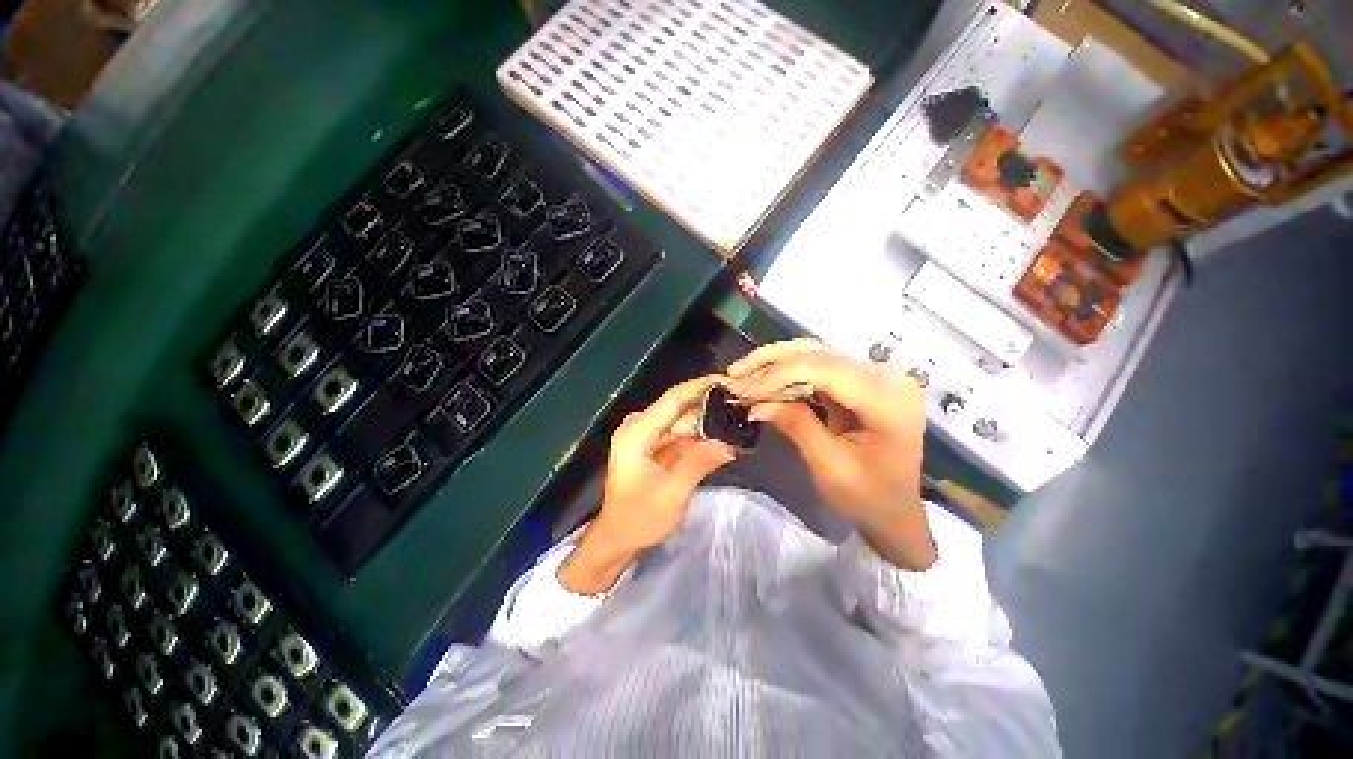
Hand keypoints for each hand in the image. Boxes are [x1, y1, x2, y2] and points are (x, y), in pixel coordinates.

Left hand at [558, 375, 736, 593]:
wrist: (618, 538)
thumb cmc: (638, 519)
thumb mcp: (671, 495)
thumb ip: (698, 464)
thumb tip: (729, 442)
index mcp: (637, 433)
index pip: (673, 399)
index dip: (702, 387)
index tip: (730, 381)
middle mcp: (640, 426)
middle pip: (680, 406)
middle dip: (711, 403)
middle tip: (743, 402)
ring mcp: (648, 435)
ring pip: (684, 419)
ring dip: (710, 419)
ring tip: (740, 416)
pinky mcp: (656, 445)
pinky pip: (683, 432)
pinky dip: (703, 433)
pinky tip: (725, 434)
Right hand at [727, 339, 935, 570]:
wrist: (895, 509)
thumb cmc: (867, 497)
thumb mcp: (828, 466)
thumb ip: (795, 425)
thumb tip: (754, 402)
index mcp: (887, 401)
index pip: (823, 370)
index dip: (777, 376)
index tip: (740, 390)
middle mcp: (886, 377)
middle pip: (818, 354)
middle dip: (770, 364)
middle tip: (734, 377)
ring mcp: (875, 375)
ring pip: (815, 353)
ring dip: (775, 362)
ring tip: (742, 373)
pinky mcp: (861, 379)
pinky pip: (818, 365)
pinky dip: (787, 371)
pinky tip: (764, 379)